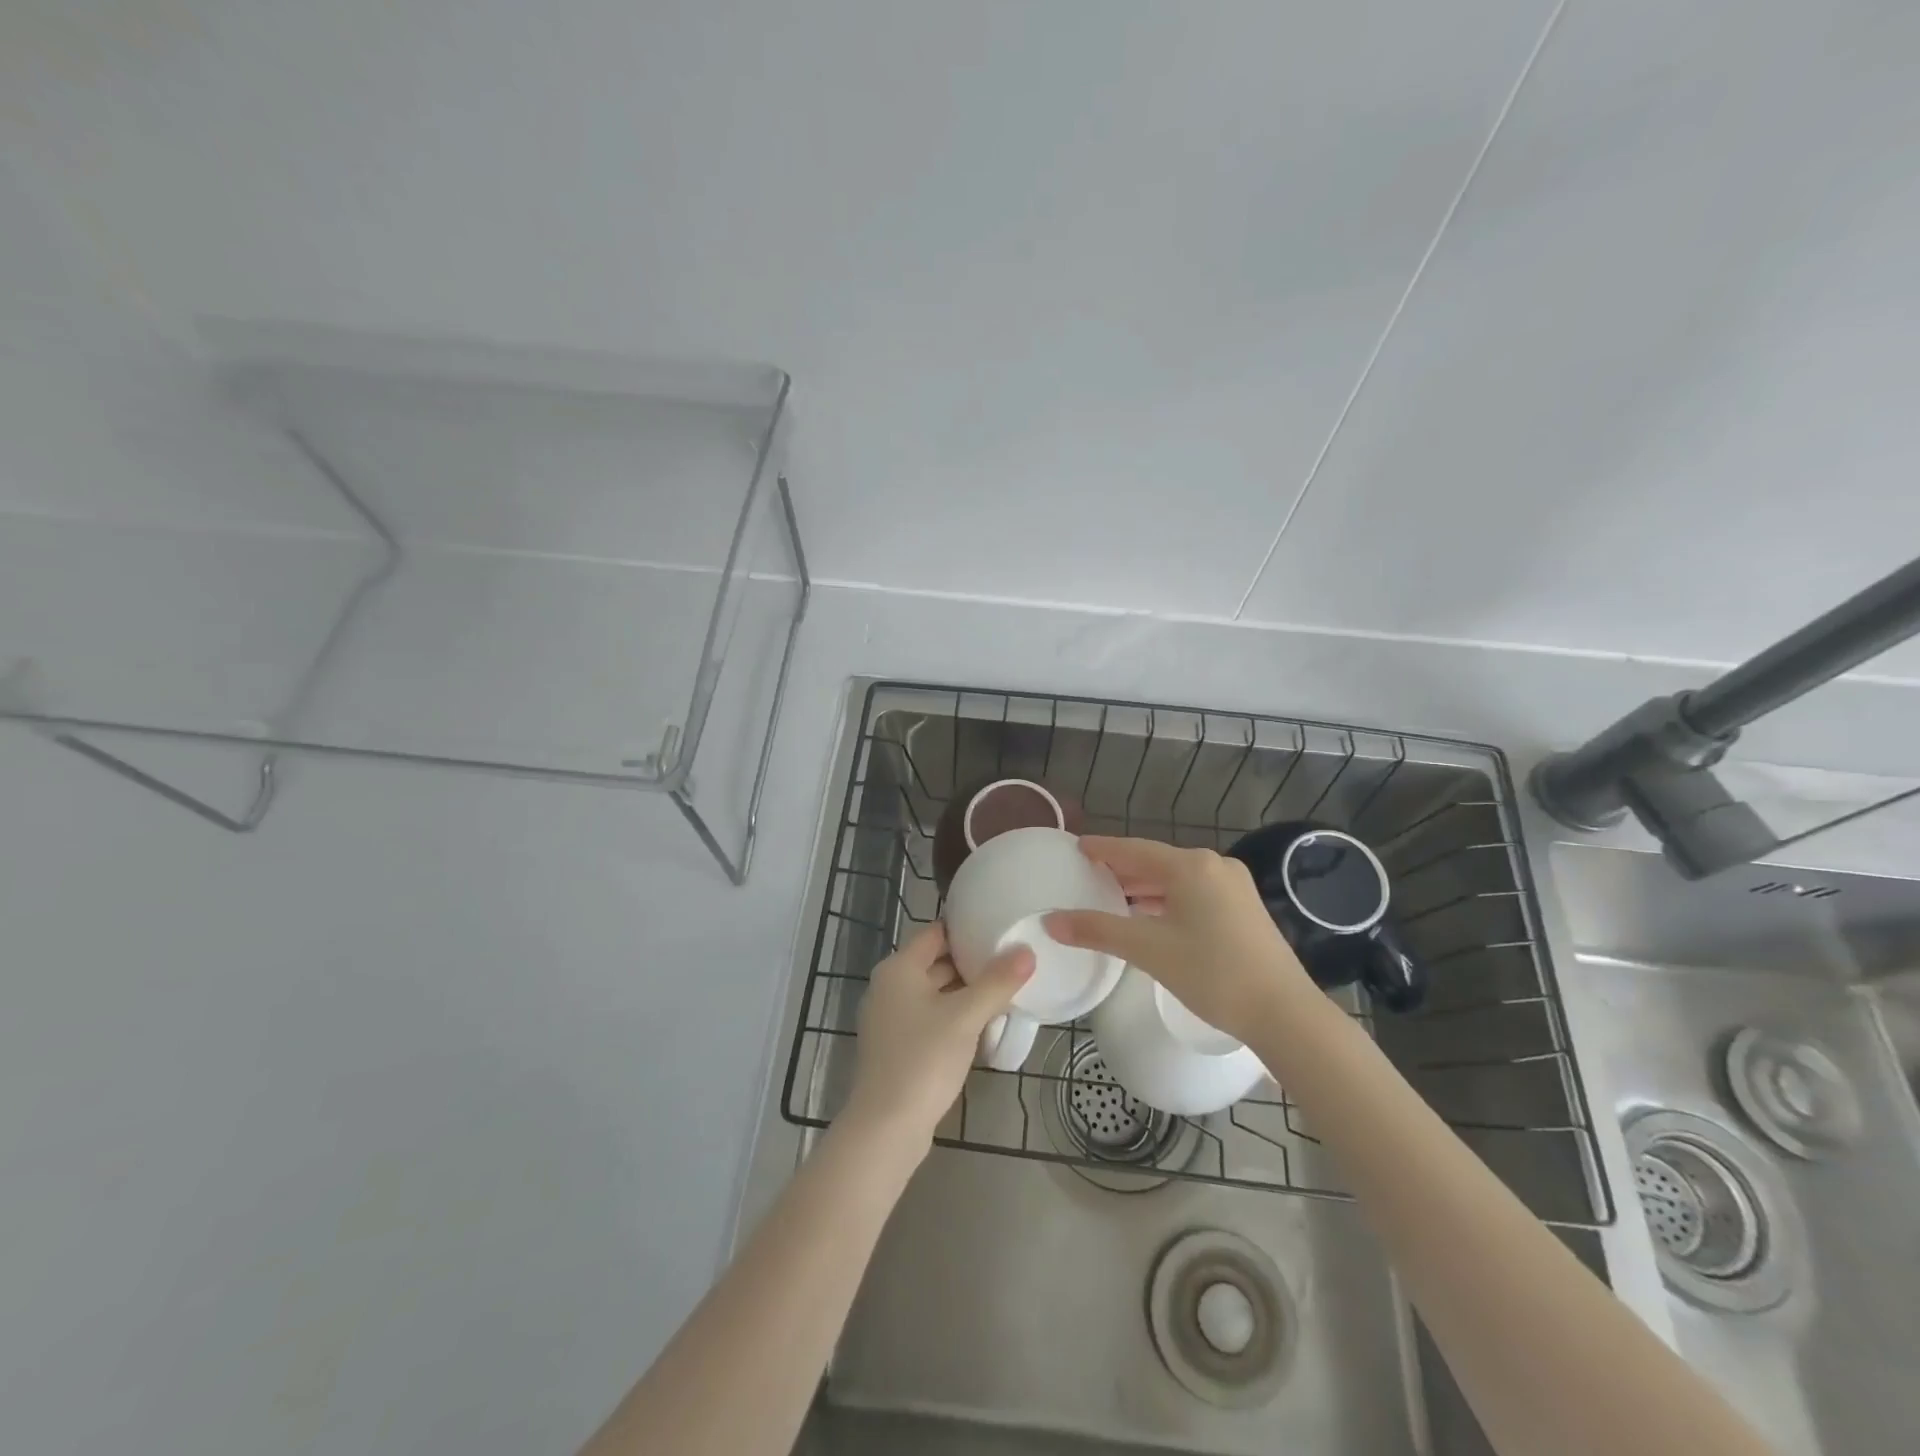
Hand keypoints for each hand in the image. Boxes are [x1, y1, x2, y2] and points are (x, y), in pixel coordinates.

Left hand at [844, 922, 1033, 1151]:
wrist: (887, 1127)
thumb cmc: (923, 1059)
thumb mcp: (966, 1017)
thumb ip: (997, 982)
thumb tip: (1027, 951)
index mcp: (898, 969)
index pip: (935, 933)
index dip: (966, 929)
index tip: (1000, 928)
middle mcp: (889, 987)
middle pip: (935, 962)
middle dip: (971, 962)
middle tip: (1011, 959)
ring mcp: (890, 1019)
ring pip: (934, 992)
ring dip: (965, 992)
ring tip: (1005, 989)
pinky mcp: (897, 1047)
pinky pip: (930, 1018)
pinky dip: (954, 1016)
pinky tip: (983, 1024)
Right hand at [1044, 836, 1310, 1044]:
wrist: (1285, 1014)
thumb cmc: (1214, 974)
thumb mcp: (1149, 950)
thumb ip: (1098, 930)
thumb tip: (1051, 921)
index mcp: (1191, 866)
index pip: (1134, 849)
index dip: (1102, 848)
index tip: (1076, 847)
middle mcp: (1214, 867)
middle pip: (1155, 862)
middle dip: (1121, 870)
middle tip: (1087, 874)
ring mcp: (1234, 887)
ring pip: (1176, 880)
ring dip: (1144, 888)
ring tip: (1111, 897)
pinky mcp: (1244, 909)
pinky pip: (1193, 894)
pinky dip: (1166, 901)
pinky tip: (1150, 917)